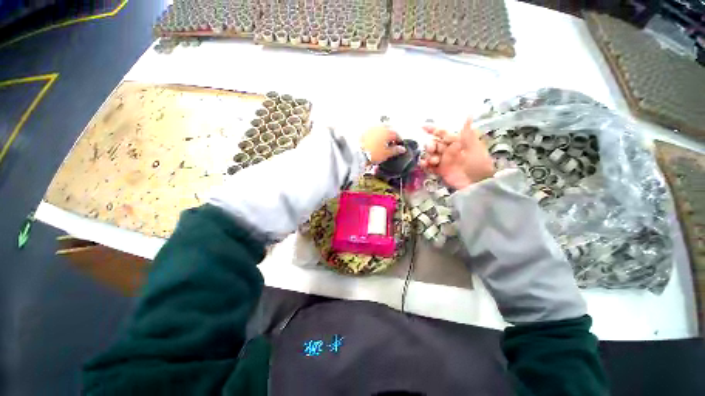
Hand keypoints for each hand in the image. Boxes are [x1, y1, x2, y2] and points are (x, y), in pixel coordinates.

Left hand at [360, 125, 405, 163]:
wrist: (356, 153)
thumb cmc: (371, 154)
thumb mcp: (385, 154)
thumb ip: (395, 150)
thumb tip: (402, 149)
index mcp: (386, 132)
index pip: (396, 134)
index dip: (399, 140)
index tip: (399, 145)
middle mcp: (379, 127)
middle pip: (388, 129)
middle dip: (391, 135)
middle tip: (391, 143)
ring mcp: (370, 128)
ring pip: (380, 129)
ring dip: (383, 134)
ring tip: (382, 143)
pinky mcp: (363, 131)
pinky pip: (372, 131)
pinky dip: (375, 135)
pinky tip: (373, 141)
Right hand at [419, 118, 494, 189]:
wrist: (478, 182)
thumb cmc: (478, 162)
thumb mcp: (474, 146)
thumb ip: (467, 132)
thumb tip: (469, 114)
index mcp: (456, 142)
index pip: (442, 133)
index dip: (432, 130)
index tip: (422, 127)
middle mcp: (448, 150)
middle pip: (434, 144)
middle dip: (430, 145)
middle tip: (432, 149)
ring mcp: (443, 161)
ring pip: (430, 155)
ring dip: (429, 156)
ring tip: (434, 161)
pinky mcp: (440, 171)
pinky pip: (429, 166)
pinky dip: (425, 165)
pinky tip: (424, 164)